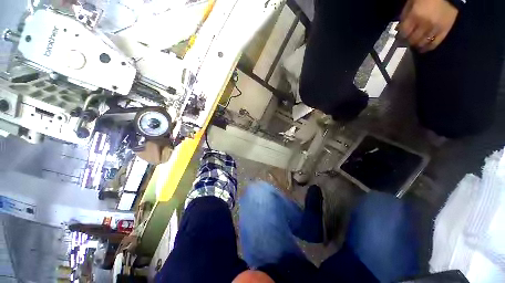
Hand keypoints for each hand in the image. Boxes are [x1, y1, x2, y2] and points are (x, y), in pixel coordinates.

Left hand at [399, 0, 458, 52]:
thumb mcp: (411, 4)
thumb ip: (405, 16)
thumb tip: (399, 29)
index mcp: (415, 16)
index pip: (404, 32)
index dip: (400, 36)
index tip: (400, 37)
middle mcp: (425, 24)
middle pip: (413, 39)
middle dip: (409, 41)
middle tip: (408, 41)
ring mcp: (436, 28)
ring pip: (422, 43)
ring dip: (417, 45)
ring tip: (416, 44)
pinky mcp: (445, 30)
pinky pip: (435, 43)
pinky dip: (428, 47)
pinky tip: (424, 48)